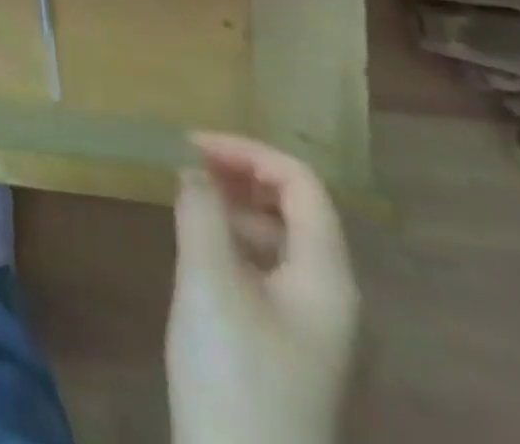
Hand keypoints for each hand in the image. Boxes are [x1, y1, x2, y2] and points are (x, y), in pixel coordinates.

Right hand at [166, 133, 359, 443]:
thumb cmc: (234, 374)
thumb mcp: (208, 282)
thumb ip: (201, 212)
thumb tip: (192, 170)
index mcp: (327, 277)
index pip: (300, 183)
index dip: (247, 151)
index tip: (190, 144)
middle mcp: (333, 297)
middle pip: (296, 209)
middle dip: (241, 175)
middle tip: (186, 165)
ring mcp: (314, 328)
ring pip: (281, 241)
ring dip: (236, 208)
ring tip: (187, 202)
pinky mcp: (289, 349)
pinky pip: (269, 272)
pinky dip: (235, 243)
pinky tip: (199, 251)